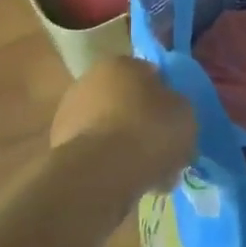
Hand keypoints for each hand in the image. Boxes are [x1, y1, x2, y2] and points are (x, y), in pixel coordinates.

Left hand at [50, 57, 197, 198]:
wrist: (100, 174)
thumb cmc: (149, 131)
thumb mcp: (185, 113)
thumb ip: (178, 105)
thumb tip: (170, 109)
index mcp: (121, 63)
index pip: (150, 74)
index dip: (167, 97)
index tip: (177, 119)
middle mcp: (89, 80)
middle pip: (126, 101)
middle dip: (143, 121)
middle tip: (163, 147)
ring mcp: (69, 114)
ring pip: (110, 129)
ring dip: (126, 145)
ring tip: (149, 173)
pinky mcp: (60, 147)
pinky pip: (97, 153)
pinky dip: (110, 164)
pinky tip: (127, 183)